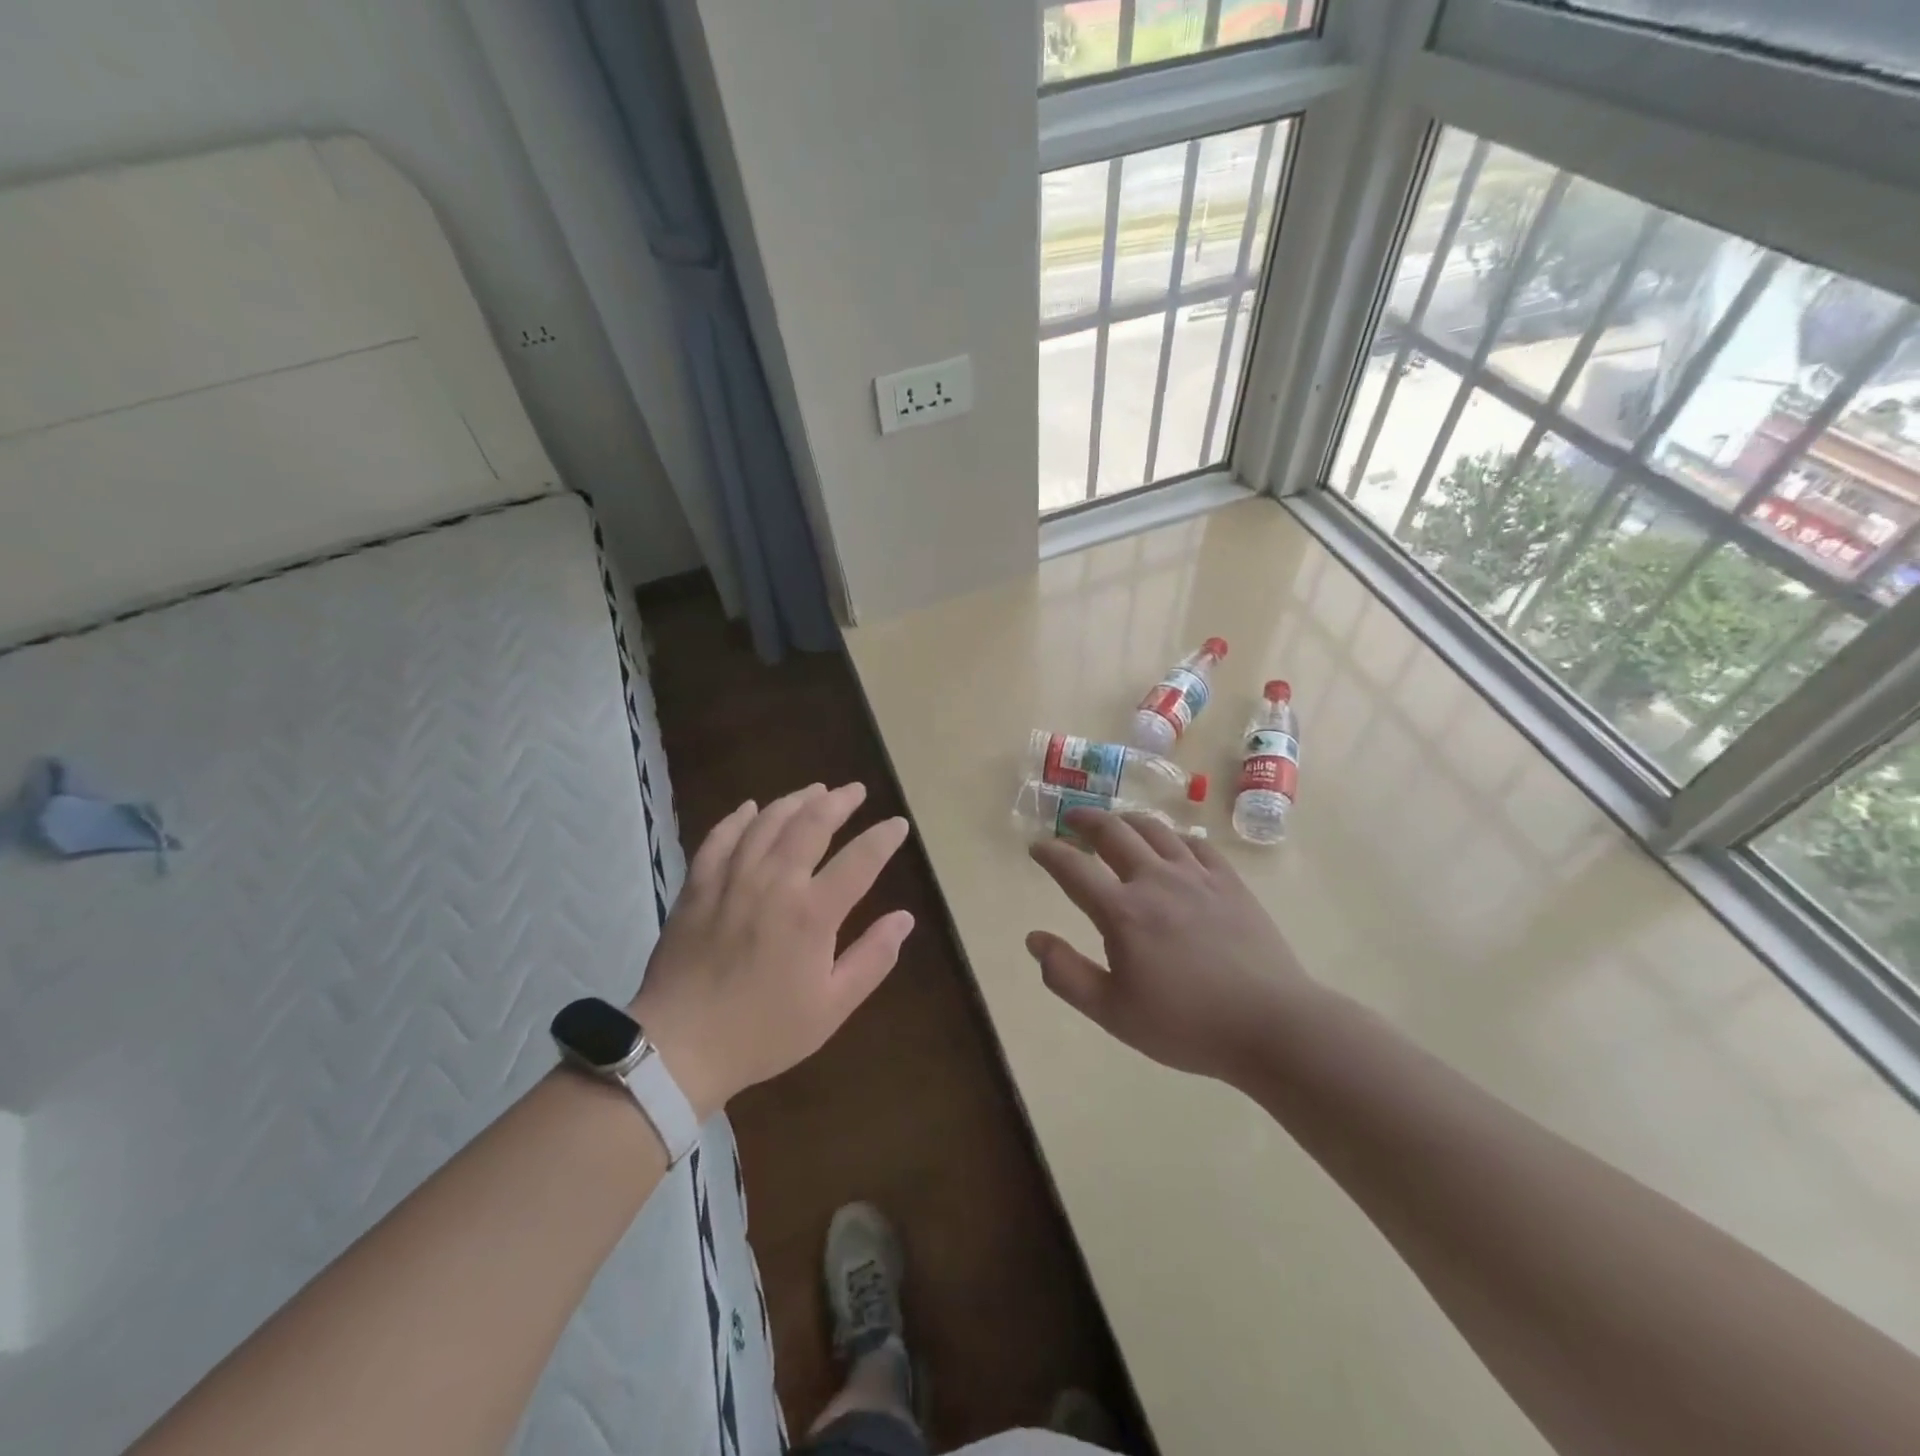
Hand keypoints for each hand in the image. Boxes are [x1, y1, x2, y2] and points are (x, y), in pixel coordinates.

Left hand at [632, 783, 913, 1117]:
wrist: (679, 1047)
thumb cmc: (763, 1032)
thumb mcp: (832, 1007)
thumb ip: (873, 958)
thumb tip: (904, 918)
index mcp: (812, 913)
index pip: (860, 860)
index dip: (883, 838)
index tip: (898, 824)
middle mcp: (774, 883)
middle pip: (812, 824)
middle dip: (839, 802)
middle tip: (855, 791)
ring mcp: (732, 879)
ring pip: (767, 822)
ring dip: (795, 801)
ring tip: (814, 791)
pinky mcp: (698, 886)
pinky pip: (720, 838)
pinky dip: (738, 818)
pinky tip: (750, 808)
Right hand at [1027, 809, 1313, 1080]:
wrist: (1271, 1025)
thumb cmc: (1186, 1025)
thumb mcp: (1113, 1013)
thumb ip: (1066, 975)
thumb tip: (1033, 939)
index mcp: (1122, 911)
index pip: (1073, 868)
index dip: (1049, 853)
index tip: (1036, 847)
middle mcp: (1155, 880)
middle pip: (1113, 832)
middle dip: (1086, 820)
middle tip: (1071, 819)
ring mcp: (1197, 876)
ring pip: (1155, 829)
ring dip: (1127, 820)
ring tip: (1116, 822)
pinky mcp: (1229, 882)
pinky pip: (1195, 843)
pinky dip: (1173, 836)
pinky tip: (1171, 843)